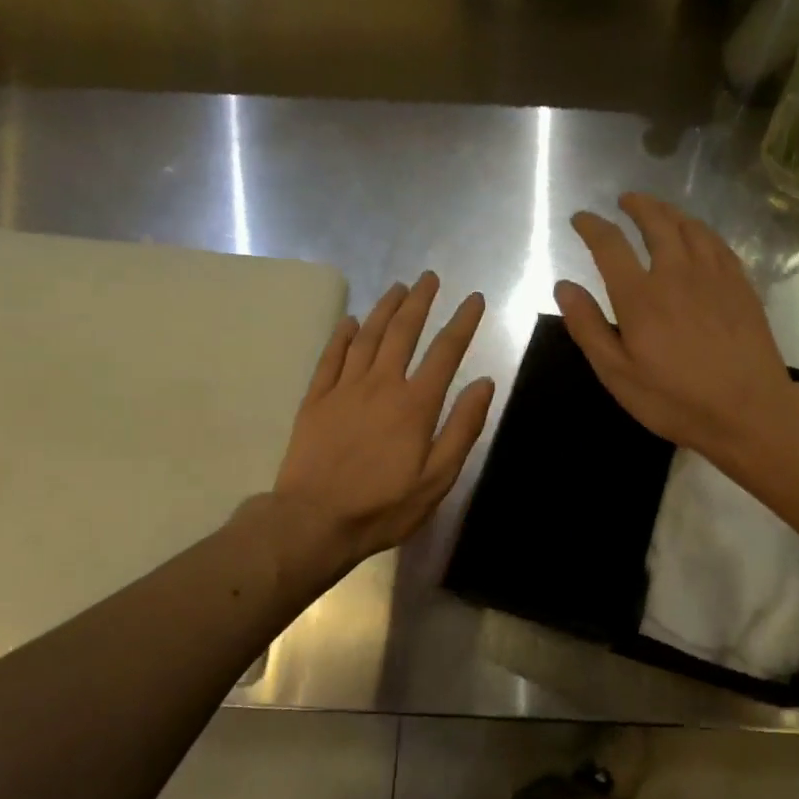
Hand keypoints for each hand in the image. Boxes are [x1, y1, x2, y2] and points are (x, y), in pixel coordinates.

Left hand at [274, 272, 493, 567]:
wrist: (314, 521)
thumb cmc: (384, 506)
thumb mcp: (437, 478)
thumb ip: (462, 428)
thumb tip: (484, 383)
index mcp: (415, 404)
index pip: (445, 352)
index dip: (463, 322)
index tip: (474, 299)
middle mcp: (381, 385)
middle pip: (403, 332)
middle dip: (420, 302)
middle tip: (429, 278)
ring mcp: (344, 389)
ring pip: (367, 336)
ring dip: (385, 309)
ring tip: (398, 287)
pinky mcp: (315, 400)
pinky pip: (331, 357)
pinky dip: (343, 335)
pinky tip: (351, 320)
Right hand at [556, 193, 796, 458]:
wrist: (749, 410)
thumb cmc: (675, 400)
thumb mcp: (618, 374)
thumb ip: (588, 327)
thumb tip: (563, 286)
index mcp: (640, 295)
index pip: (609, 244)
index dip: (591, 226)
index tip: (580, 219)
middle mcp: (676, 272)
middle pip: (655, 222)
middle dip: (636, 206)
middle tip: (624, 201)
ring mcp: (714, 275)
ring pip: (690, 226)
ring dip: (669, 212)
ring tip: (658, 211)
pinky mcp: (741, 284)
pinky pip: (717, 242)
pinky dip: (700, 230)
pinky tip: (698, 236)